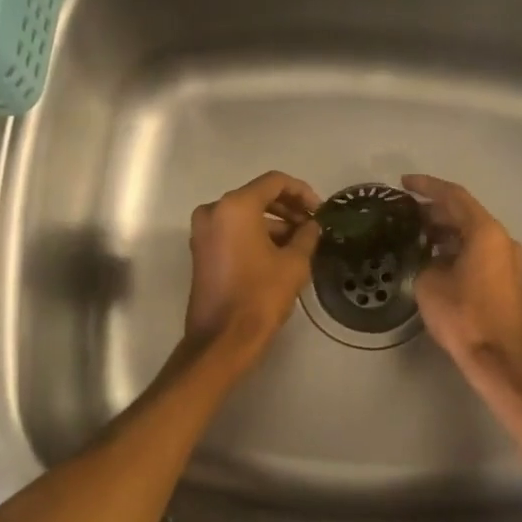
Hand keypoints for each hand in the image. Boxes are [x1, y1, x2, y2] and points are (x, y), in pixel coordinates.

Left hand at [185, 171, 322, 367]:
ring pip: (244, 215)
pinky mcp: (201, 252)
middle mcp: (213, 211)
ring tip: (301, 243)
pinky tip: (280, 253)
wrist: (223, 338)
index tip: (320, 210)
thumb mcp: (294, 263)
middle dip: (287, 208)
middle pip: (257, 196)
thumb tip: (312, 225)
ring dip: (273, 224)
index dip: (302, 192)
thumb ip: (306, 235)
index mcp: (235, 206)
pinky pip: (232, 232)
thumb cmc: (261, 296)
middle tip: (312, 225)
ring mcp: (203, 232)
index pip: (274, 182)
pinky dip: (255, 236)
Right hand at [403, 174, 521, 373]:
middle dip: (434, 209)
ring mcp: (508, 258)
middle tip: (405, 212)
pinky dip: (457, 246)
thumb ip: (427, 258)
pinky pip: (479, 250)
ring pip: (472, 233)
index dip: (427, 187)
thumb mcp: (430, 282)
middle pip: (465, 213)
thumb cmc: (462, 315)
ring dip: (445, 229)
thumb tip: (431, 256)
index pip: (453, 196)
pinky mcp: (507, 277)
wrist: (496, 356)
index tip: (403, 183)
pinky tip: (434, 255)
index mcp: (485, 232)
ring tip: (414, 233)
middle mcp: (502, 238)